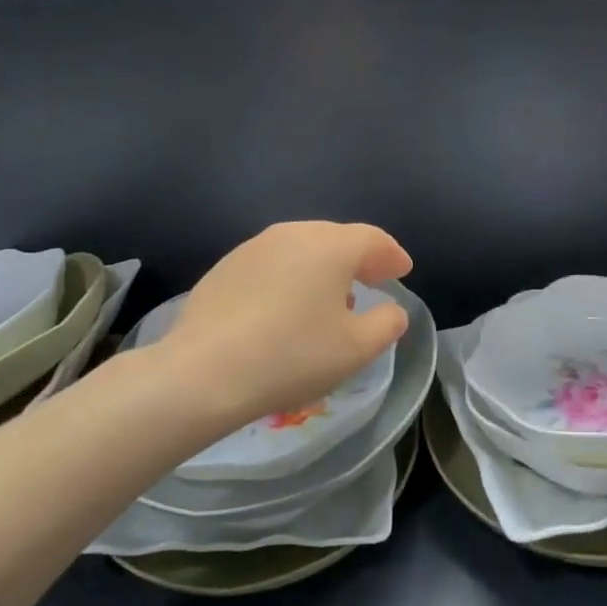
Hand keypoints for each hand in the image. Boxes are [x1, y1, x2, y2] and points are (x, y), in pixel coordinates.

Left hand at [156, 222, 412, 434]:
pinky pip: (272, 264)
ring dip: (322, 267)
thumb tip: (392, 309)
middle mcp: (293, 233)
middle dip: (359, 257)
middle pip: (336, 238)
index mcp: (331, 246)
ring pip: (301, 248)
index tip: (402, 270)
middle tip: (372, 279)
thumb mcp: (356, 349)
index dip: (392, 255)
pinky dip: (290, 277)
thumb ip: (387, 323)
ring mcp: (254, 247)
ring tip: (330, 295)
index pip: (373, 239)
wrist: (204, 372)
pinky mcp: (224, 267)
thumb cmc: (292, 356)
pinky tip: (286, 306)